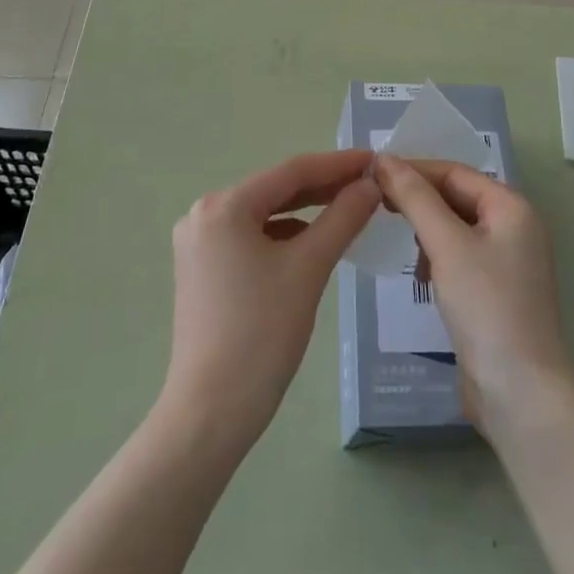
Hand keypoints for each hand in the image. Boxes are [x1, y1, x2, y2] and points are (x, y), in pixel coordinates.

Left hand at [162, 152, 379, 450]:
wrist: (210, 413)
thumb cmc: (261, 334)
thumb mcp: (309, 268)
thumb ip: (342, 218)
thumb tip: (371, 185)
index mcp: (223, 206)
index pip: (291, 172)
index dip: (336, 164)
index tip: (374, 160)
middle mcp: (204, 214)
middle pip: (275, 191)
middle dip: (323, 187)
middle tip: (368, 184)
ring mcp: (199, 242)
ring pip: (265, 214)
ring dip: (306, 211)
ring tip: (349, 209)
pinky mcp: (203, 268)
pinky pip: (252, 237)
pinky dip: (285, 236)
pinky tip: (314, 241)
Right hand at [373, 156, 573, 437]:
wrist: (520, 393)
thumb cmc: (486, 306)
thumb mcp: (446, 245)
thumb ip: (415, 198)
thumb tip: (384, 160)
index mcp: (511, 207)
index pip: (455, 172)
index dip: (414, 169)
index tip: (373, 174)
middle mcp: (514, 227)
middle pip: (457, 197)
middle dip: (419, 200)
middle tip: (377, 204)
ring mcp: (508, 262)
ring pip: (456, 227)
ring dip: (426, 230)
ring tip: (401, 245)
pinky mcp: (496, 292)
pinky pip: (460, 257)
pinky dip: (437, 258)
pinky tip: (420, 277)